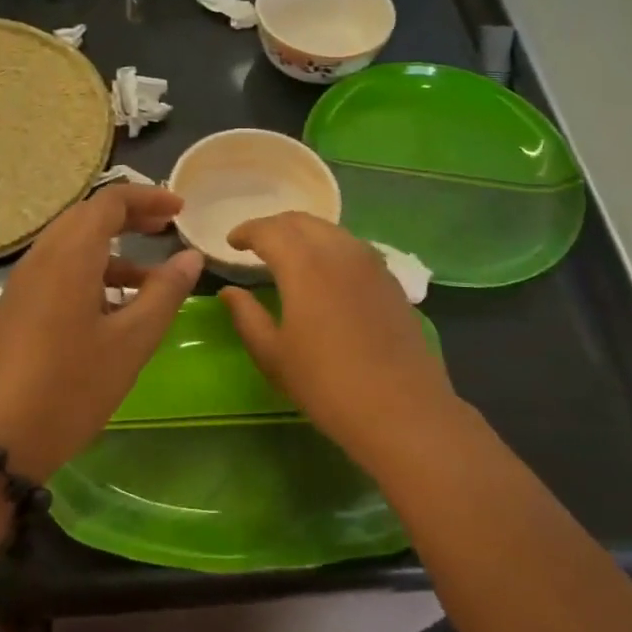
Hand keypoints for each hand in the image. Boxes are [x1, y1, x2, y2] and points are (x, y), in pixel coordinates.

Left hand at [0, 185, 202, 480]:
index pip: (109, 201)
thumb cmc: (73, 386)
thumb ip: (165, 292)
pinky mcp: (18, 306)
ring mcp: (24, 282)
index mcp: (69, 255)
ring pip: (72, 244)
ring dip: (112, 248)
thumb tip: (190, 256)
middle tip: (166, 229)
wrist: (1, 439)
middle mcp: (42, 257)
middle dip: (129, 217)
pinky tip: (115, 307)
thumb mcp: (132, 340)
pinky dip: (92, 271)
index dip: (147, 198)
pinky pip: (59, 269)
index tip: (180, 210)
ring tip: (150, 277)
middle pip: (87, 217)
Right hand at [218, 213, 455, 458]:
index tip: (232, 243)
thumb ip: (246, 316)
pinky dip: (329, 248)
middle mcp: (339, 251)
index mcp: (304, 264)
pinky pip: (352, 248)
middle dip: (274, 226)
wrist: (402, 410)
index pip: (269, 230)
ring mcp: (371, 263)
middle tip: (256, 244)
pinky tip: (325, 272)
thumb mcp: (273, 355)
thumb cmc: (326, 384)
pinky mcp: (390, 280)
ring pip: (330, 231)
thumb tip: (229, 291)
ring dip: (304, 234)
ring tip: (288, 255)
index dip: (246, 231)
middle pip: (301, 221)